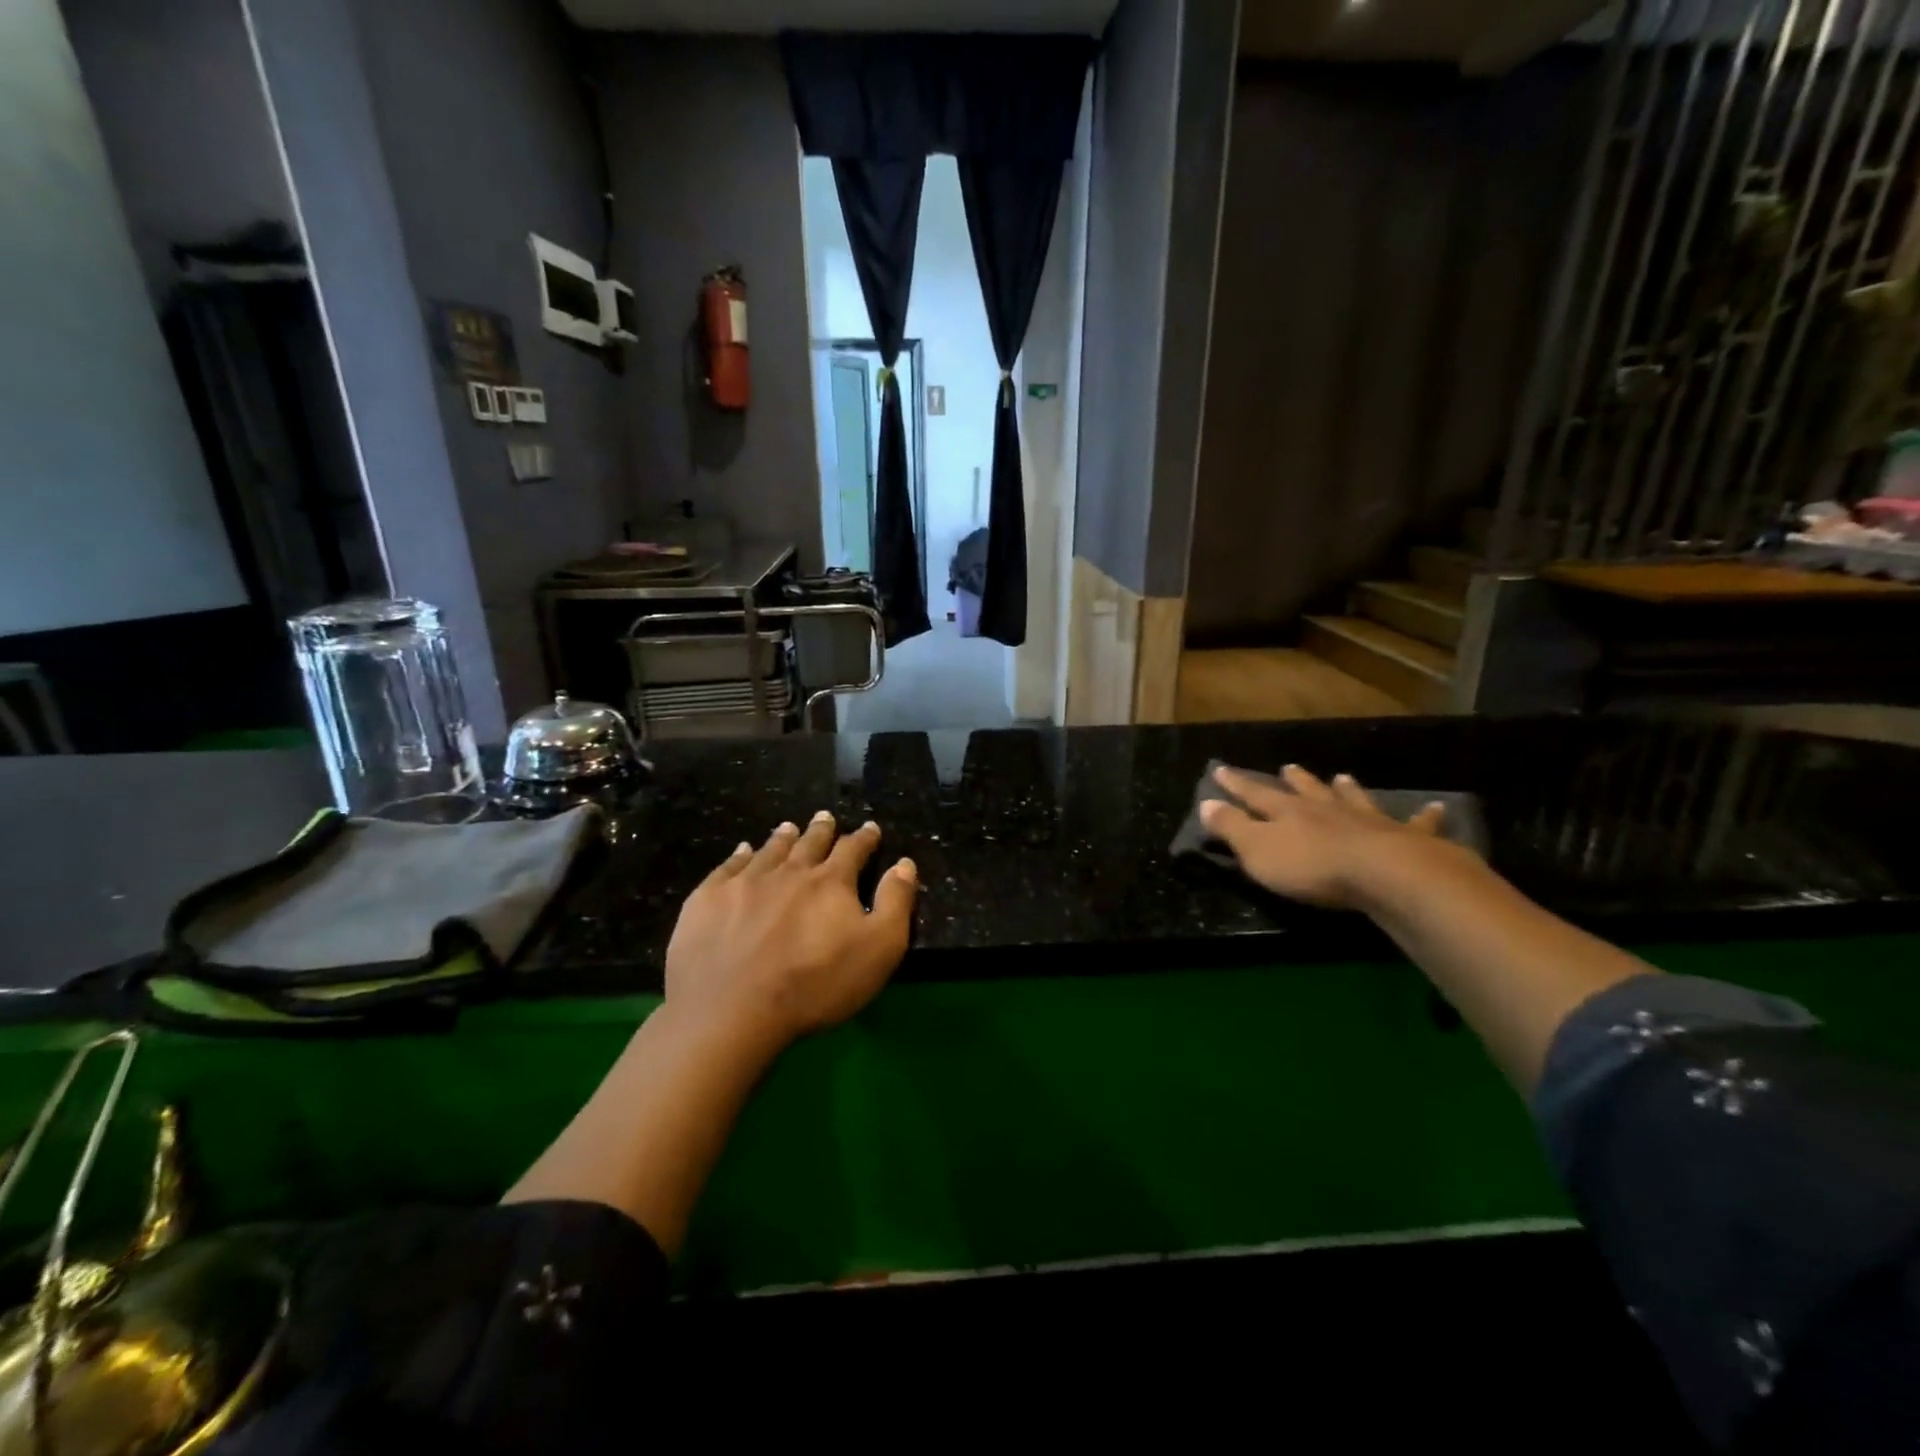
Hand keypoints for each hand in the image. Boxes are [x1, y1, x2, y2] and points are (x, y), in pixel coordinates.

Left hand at [664, 813, 916, 1046]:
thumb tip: (905, 863)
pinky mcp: (708, 899)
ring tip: (789, 826)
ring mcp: (745, 882)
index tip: (870, 829)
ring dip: (783, 837)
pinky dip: (739, 855)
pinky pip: (728, 866)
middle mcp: (789, 871)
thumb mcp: (879, 949)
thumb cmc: (816, 984)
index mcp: (831, 882)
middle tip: (825, 817)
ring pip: (770, 850)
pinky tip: (742, 851)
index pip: (853, 850)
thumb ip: (896, 903)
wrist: (732, 1010)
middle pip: (809, 843)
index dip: (864, 838)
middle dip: (822, 829)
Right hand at [1200, 764, 1447, 910]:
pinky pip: (1417, 824)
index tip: (1222, 770)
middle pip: (1306, 791)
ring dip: (1346, 790)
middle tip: (1288, 768)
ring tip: (1343, 778)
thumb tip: (1205, 803)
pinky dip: (1425, 816)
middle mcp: (1326, 809)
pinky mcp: (1406, 839)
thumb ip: (1232, 827)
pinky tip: (1436, 808)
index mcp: (1288, 813)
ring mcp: (1367, 821)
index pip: (1255, 794)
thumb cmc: (1312, 867)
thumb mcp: (1257, 850)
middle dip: (1295, 781)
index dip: (1237, 784)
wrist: (1385, 876)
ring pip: (1353, 799)